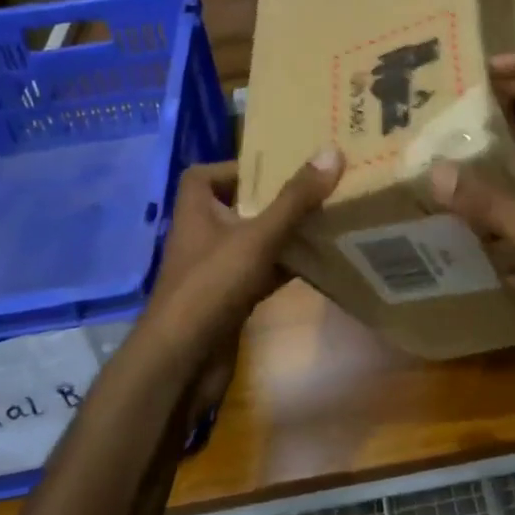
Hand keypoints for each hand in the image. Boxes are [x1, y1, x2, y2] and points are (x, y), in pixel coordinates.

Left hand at [139, 150, 343, 408]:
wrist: (183, 361)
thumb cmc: (212, 286)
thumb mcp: (257, 236)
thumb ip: (294, 199)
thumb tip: (331, 153)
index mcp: (197, 211)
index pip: (203, 176)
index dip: (234, 167)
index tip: (272, 166)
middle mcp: (203, 236)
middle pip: (236, 207)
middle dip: (272, 198)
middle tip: (313, 188)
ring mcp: (216, 271)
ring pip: (254, 242)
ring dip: (283, 233)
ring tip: (325, 218)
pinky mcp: (230, 300)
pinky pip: (262, 273)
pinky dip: (286, 266)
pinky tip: (319, 262)